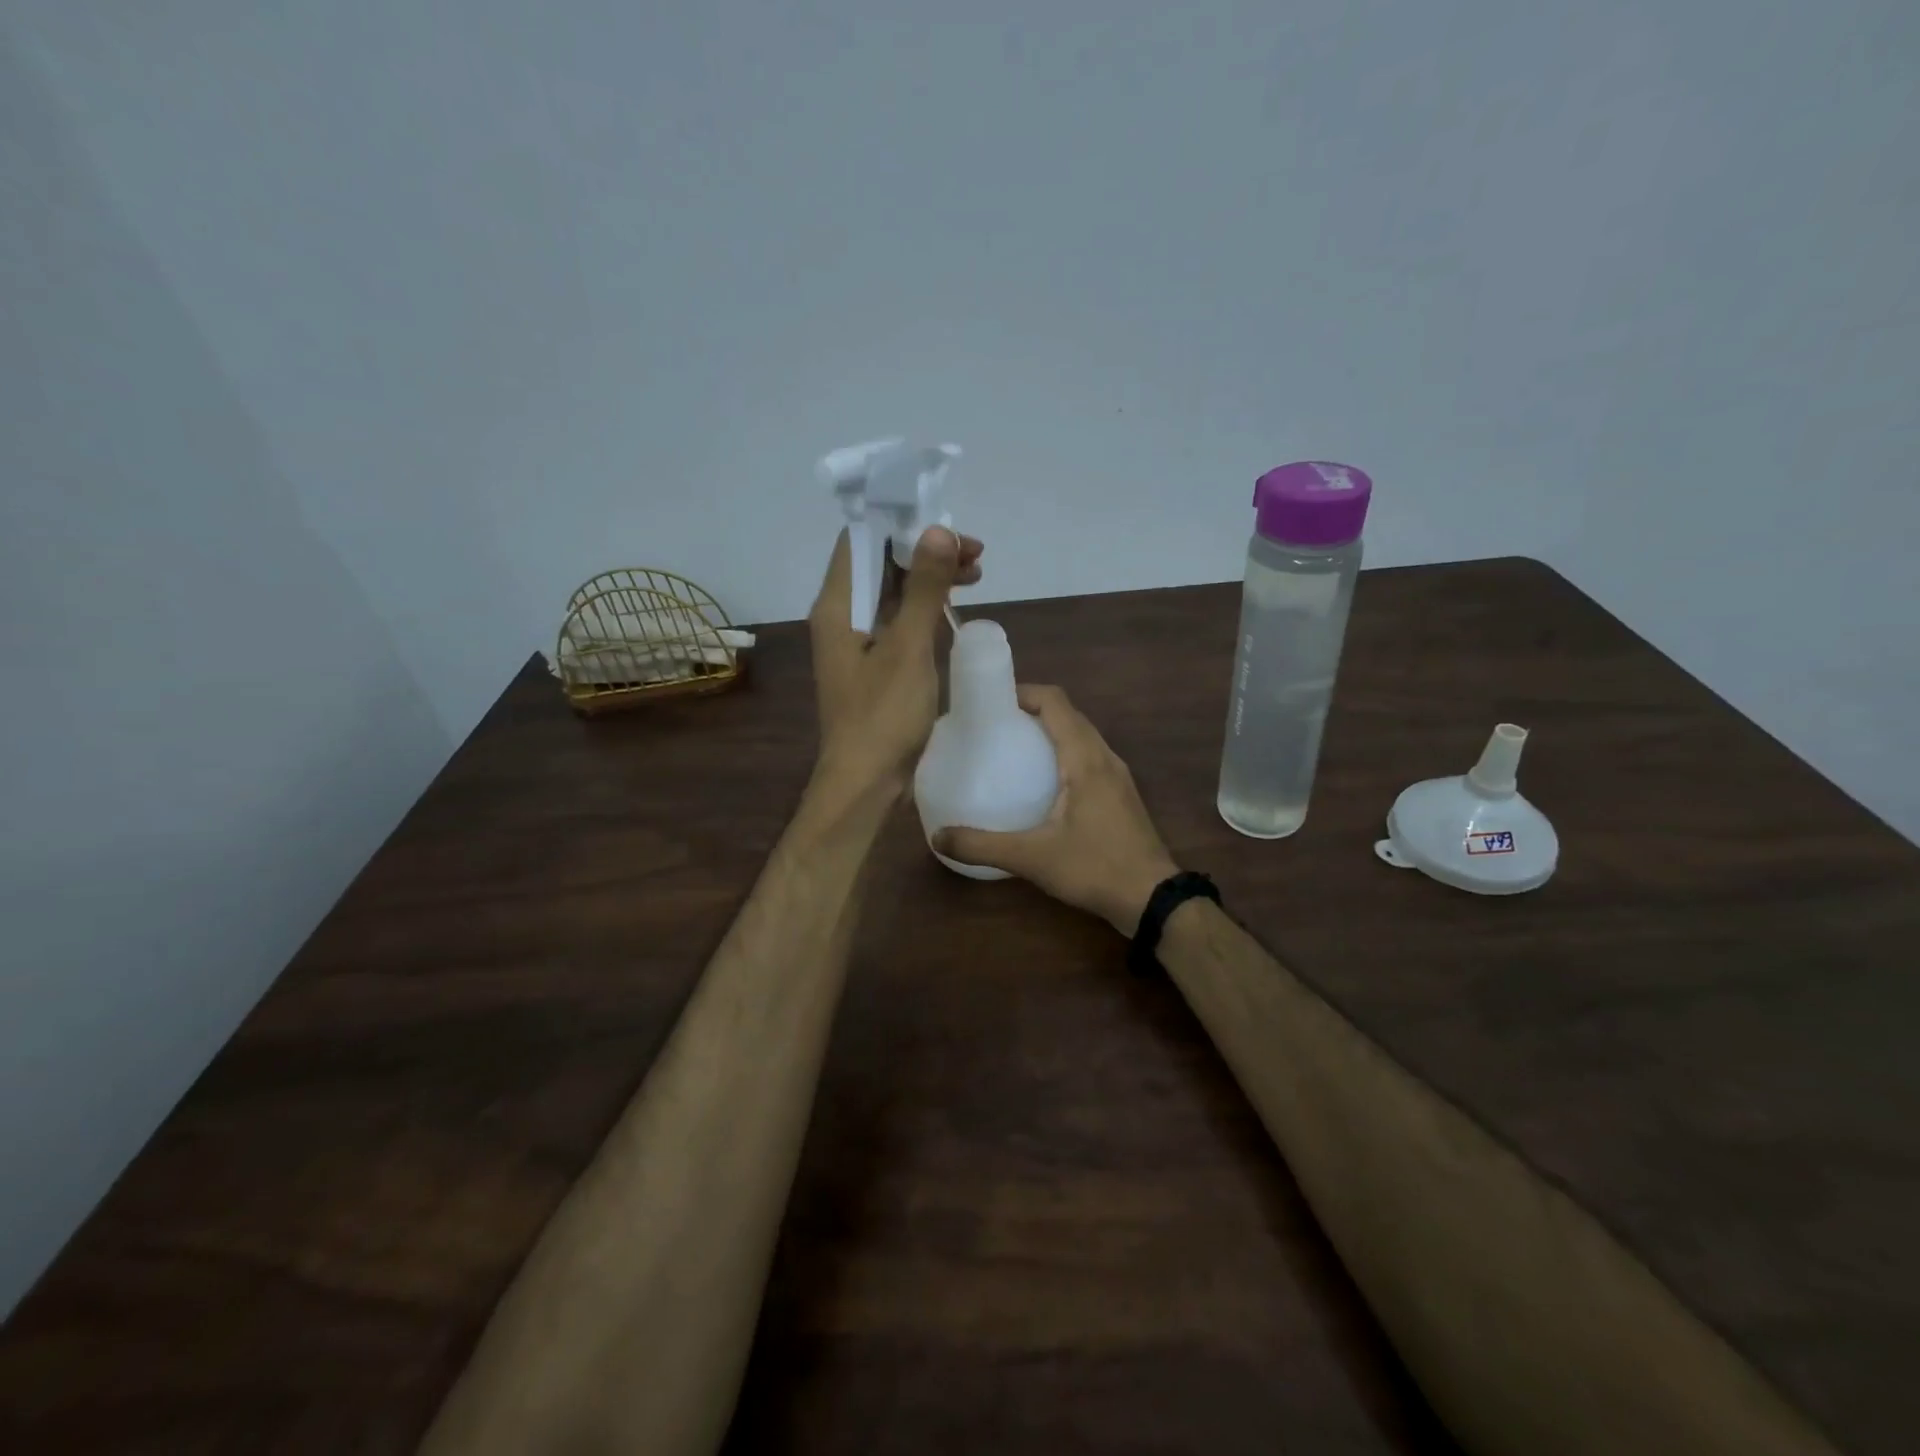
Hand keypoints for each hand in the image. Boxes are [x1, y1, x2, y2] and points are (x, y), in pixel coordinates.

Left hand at [808, 526, 983, 797]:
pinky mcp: (873, 664)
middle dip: (925, 550)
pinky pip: (897, 619)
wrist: (865, 783)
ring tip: (975, 574)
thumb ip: (922, 588)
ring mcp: (856, 641)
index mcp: (838, 606)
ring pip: (892, 591)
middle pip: (880, 563)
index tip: (947, 526)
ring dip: (930, 578)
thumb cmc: (883, 716)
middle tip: (974, 554)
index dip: (902, 524)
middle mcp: (841, 616)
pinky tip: (952, 608)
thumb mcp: (908, 647)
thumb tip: (936, 531)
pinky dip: (924, 607)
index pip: (861, 540)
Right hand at [934, 685, 1178, 935]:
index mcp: (1085, 759)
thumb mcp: (1032, 858)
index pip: (1056, 702)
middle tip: (995, 726)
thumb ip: (983, 846)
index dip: (1024, 692)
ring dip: (1051, 731)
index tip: (992, 702)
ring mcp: (1118, 775)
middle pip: (1069, 714)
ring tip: (1015, 748)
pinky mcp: (1122, 794)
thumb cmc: (1095, 868)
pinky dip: (1065, 752)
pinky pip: (1090, 756)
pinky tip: (1044, 782)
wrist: (1153, 898)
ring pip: (1083, 735)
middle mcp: (1105, 757)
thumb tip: (937, 837)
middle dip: (1033, 710)